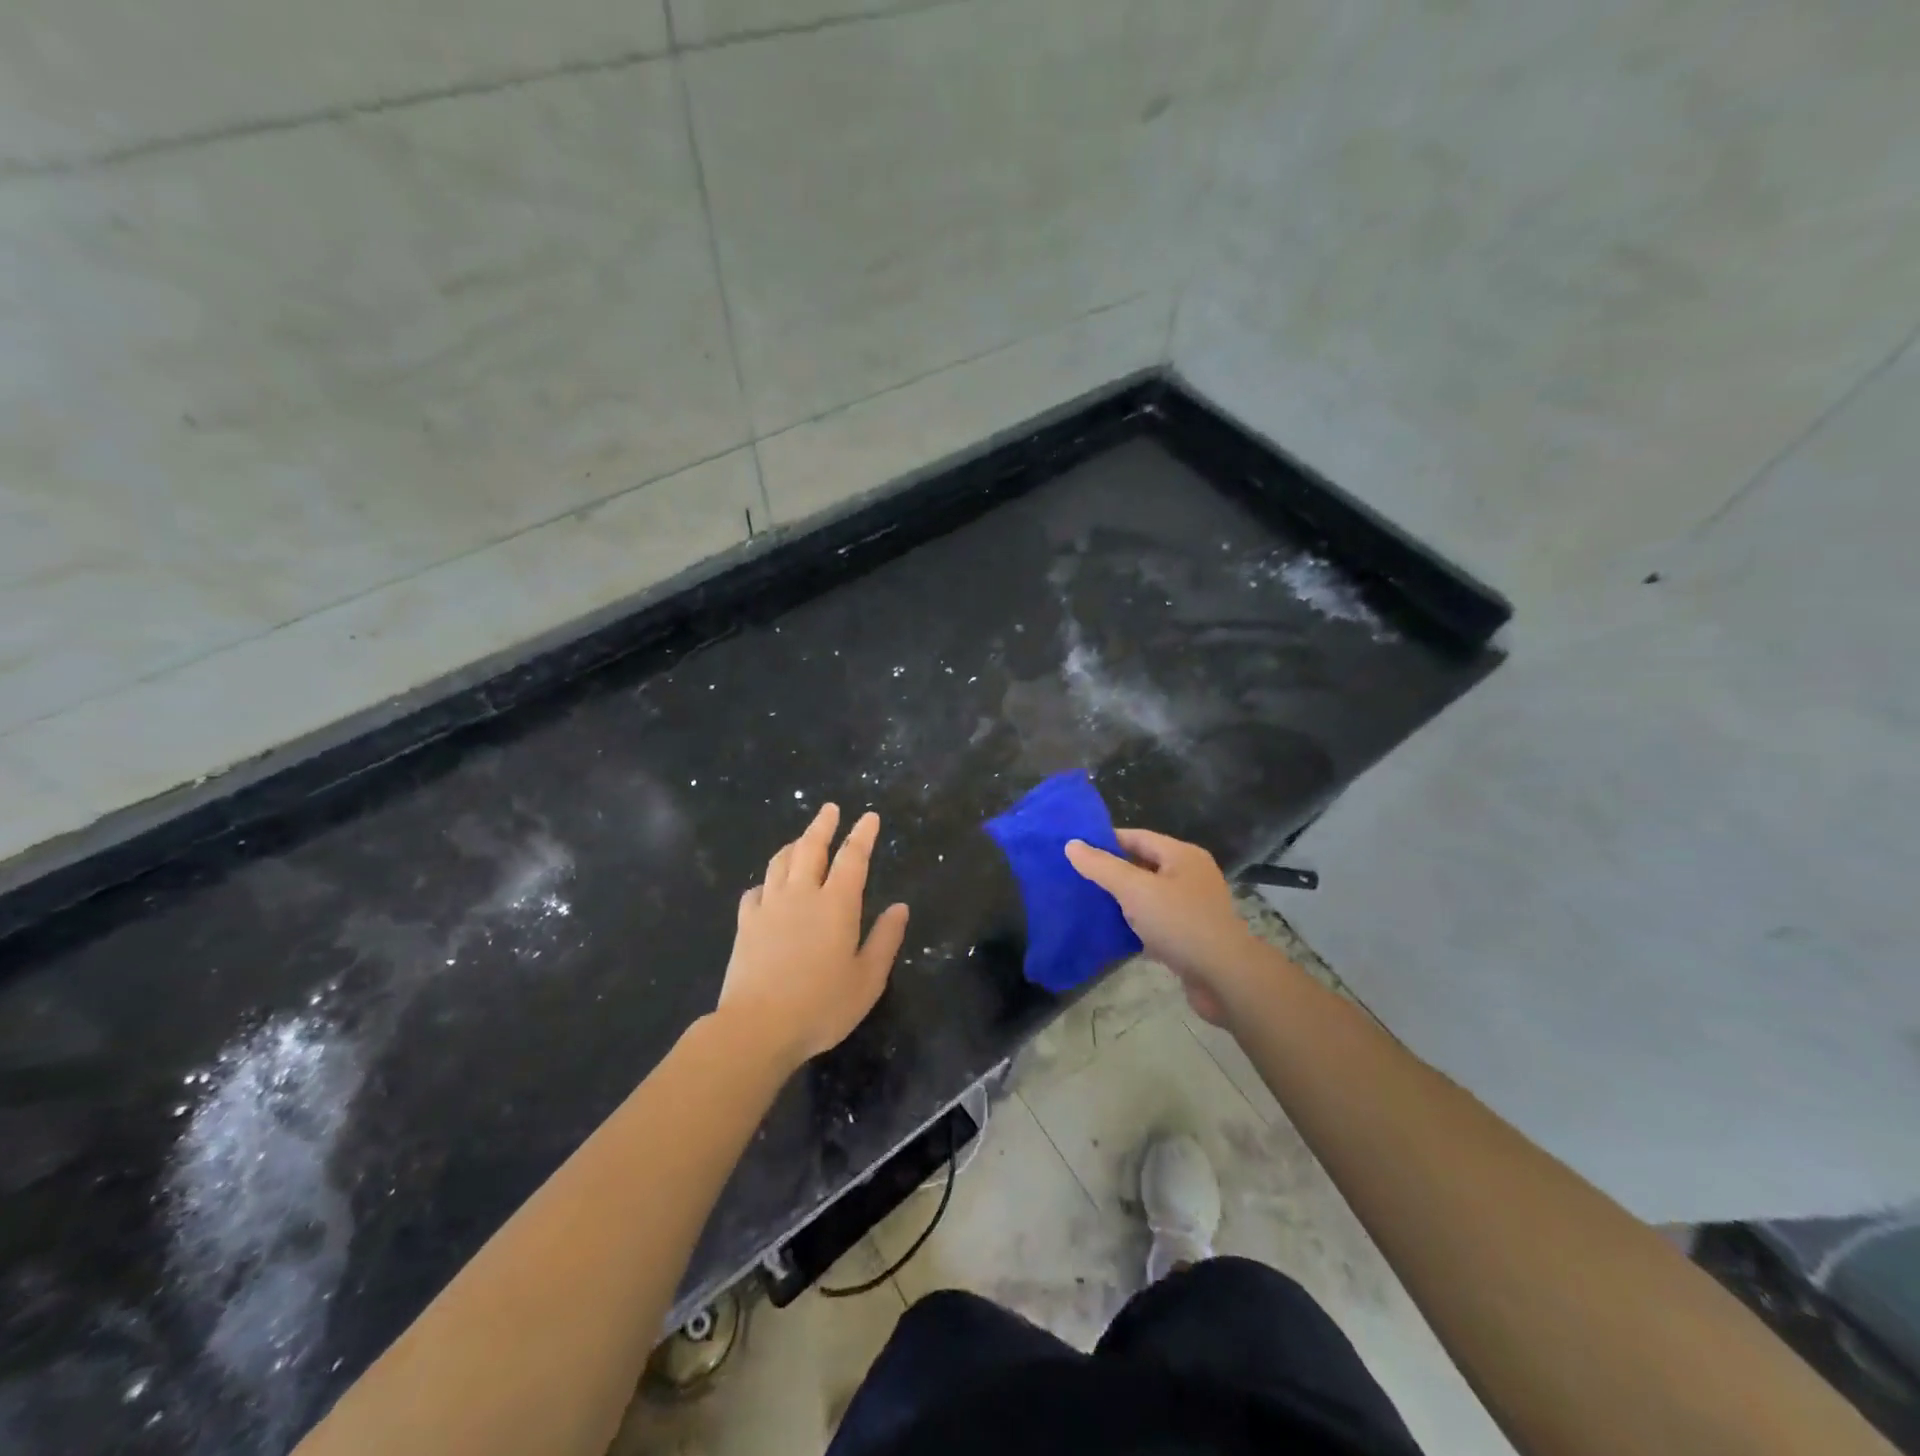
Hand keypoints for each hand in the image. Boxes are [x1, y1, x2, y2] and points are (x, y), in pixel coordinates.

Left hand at [719, 804, 910, 1070]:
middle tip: (830, 809)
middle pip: (811, 848)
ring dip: (793, 845)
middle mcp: (802, 895)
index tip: (869, 817)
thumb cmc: (822, 1006)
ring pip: (780, 862)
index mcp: (837, 904)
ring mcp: (769, 907)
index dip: (862, 834)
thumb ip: (885, 939)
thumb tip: (900, 907)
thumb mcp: (868, 979)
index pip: (852, 857)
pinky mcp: (745, 924)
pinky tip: (767, 888)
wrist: (757, 1027)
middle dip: (823, 825)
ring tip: (800, 839)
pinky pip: (755, 891)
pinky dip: (765, 882)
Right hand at [1065, 829, 1262, 1025]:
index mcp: (1181, 855)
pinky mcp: (1190, 936)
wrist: (1225, 978)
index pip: (1137, 836)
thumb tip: (1071, 844)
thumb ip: (1102, 867)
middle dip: (1111, 871)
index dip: (1105, 840)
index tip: (1075, 849)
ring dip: (1122, 900)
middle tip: (1076, 877)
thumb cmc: (1180, 923)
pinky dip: (1134, 924)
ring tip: (1087, 903)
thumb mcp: (1135, 889)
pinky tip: (1111, 932)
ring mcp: (1192, 907)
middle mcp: (1190, 876)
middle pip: (1143, 865)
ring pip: (1148, 896)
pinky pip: (1155, 922)